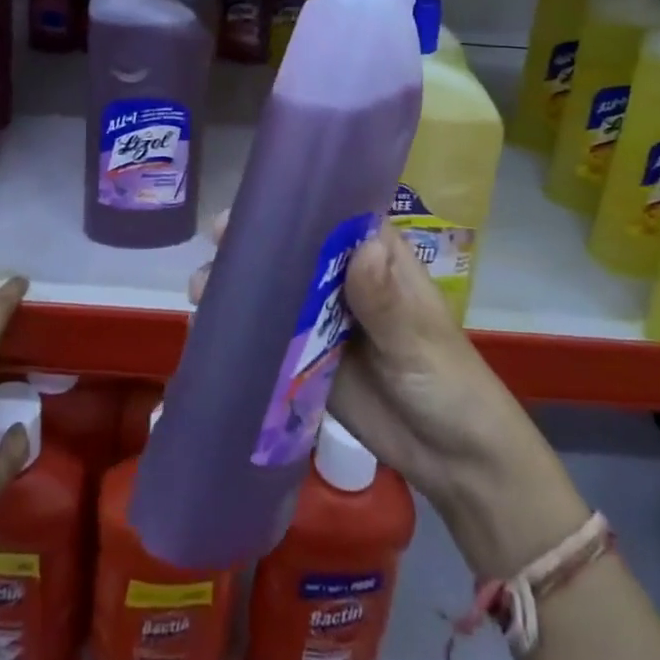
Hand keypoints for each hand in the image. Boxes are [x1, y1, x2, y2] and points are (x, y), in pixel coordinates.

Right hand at [193, 215, 584, 579]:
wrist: (456, 461)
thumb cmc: (449, 383)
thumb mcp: (418, 341)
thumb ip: (385, 302)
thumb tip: (361, 249)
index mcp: (376, 256)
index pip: (335, 214)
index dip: (298, 201)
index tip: (258, 197)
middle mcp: (345, 278)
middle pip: (296, 248)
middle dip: (258, 240)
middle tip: (220, 239)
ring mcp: (324, 318)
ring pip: (278, 288)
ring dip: (243, 283)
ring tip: (204, 286)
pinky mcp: (309, 357)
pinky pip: (273, 335)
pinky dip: (245, 327)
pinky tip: (210, 323)